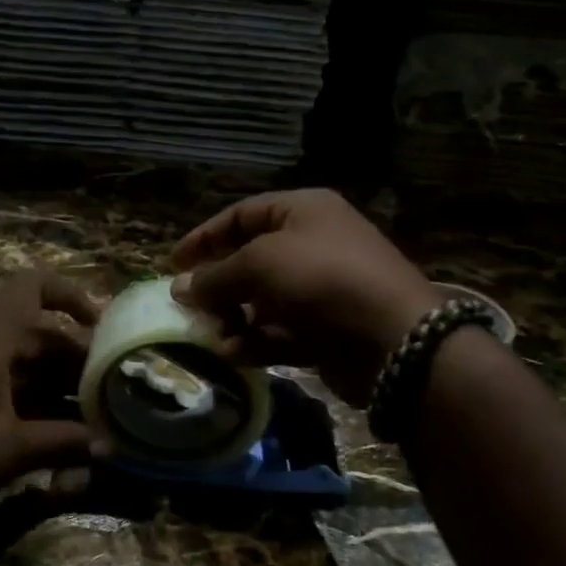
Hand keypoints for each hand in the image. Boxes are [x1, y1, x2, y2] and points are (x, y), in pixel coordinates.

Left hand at [0, 269, 98, 506]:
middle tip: (108, 389)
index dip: (70, 295)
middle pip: (36, 334)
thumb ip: (62, 443)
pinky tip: (54, 440)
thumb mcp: (9, 449)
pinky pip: (3, 392)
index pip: (32, 287)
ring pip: (22, 368)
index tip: (100, 328)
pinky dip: (32, 408)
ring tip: (92, 419)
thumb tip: (108, 446)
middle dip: (74, 359)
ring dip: (56, 388)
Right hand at [172, 189, 442, 405]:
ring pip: (262, 302)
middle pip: (250, 260)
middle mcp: (313, 245)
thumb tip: (179, 288)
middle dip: (218, 285)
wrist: (392, 338)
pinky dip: (256, 341)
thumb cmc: (321, 279)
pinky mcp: (325, 330)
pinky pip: (280, 332)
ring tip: (213, 335)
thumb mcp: (259, 264)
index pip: (242, 215)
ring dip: (233, 318)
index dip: (205, 237)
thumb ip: (215, 276)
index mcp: (303, 211)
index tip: (173, 263)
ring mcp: (321, 290)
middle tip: (189, 307)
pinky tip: (236, 354)